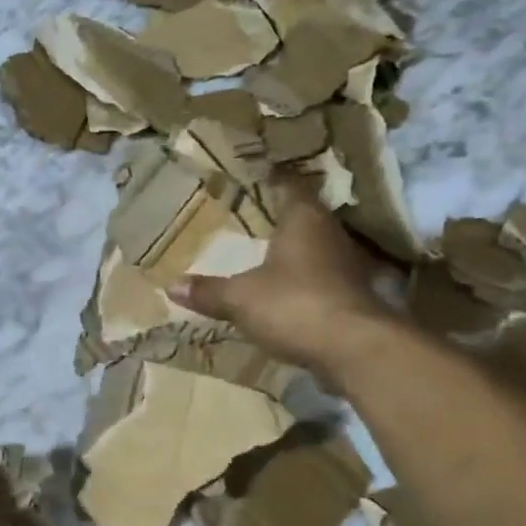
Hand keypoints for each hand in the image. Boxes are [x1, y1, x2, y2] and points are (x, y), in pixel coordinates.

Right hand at [168, 189, 398, 379]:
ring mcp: (347, 267)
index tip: (260, 175)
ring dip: (298, 250)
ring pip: (318, 248)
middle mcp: (331, 235)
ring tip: (269, 252)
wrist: (354, 350)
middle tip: (257, 215)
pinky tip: (289, 290)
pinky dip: (307, 280)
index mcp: (304, 221)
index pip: (291, 187)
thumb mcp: (240, 298)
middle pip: (308, 217)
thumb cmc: (294, 305)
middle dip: (285, 217)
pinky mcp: (354, 297)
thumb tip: (171, 285)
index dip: (276, 180)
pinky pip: (324, 278)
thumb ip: (208, 291)